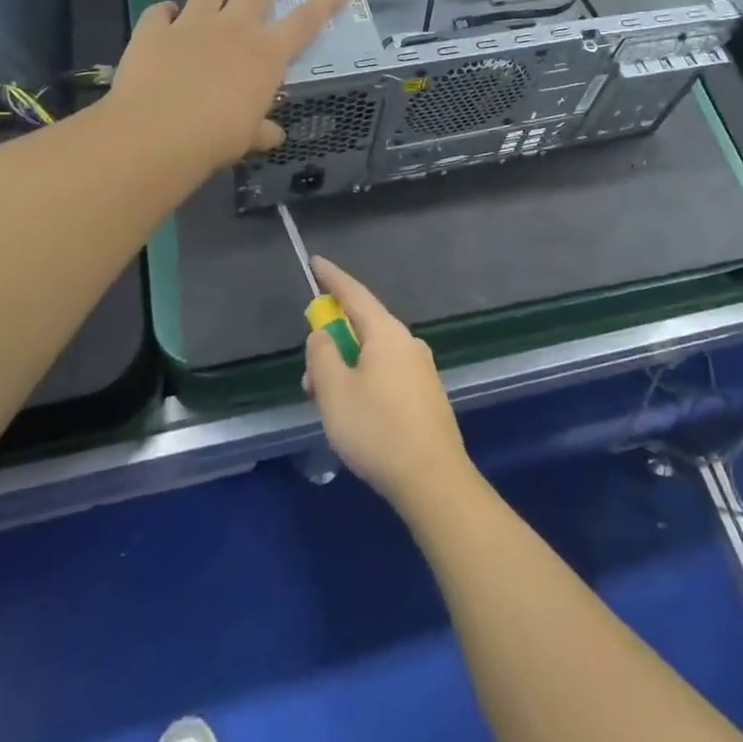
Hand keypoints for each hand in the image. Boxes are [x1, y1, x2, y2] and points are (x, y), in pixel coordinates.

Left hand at [108, 0, 347, 171]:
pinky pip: (159, 13)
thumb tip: (272, 135)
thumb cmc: (216, 136)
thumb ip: (260, 130)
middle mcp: (233, 29)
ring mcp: (192, 25)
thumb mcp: (247, 137)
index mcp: (266, 55)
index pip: (305, 22)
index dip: (325, 2)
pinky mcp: (153, 31)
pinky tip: (166, 9)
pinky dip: (164, 10)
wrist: (158, 130)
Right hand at [303, 257, 474, 515]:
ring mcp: (422, 369)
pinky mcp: (427, 394)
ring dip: (346, 369)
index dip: (332, 278)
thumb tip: (324, 335)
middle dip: (333, 342)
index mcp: (387, 333)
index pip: (355, 294)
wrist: (433, 478)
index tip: (316, 262)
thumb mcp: (334, 392)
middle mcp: (408, 343)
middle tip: (310, 375)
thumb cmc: (377, 430)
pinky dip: (365, 382)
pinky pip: (388, 374)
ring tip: (327, 404)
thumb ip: (322, 355)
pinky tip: (355, 415)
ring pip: (374, 355)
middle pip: (364, 327)